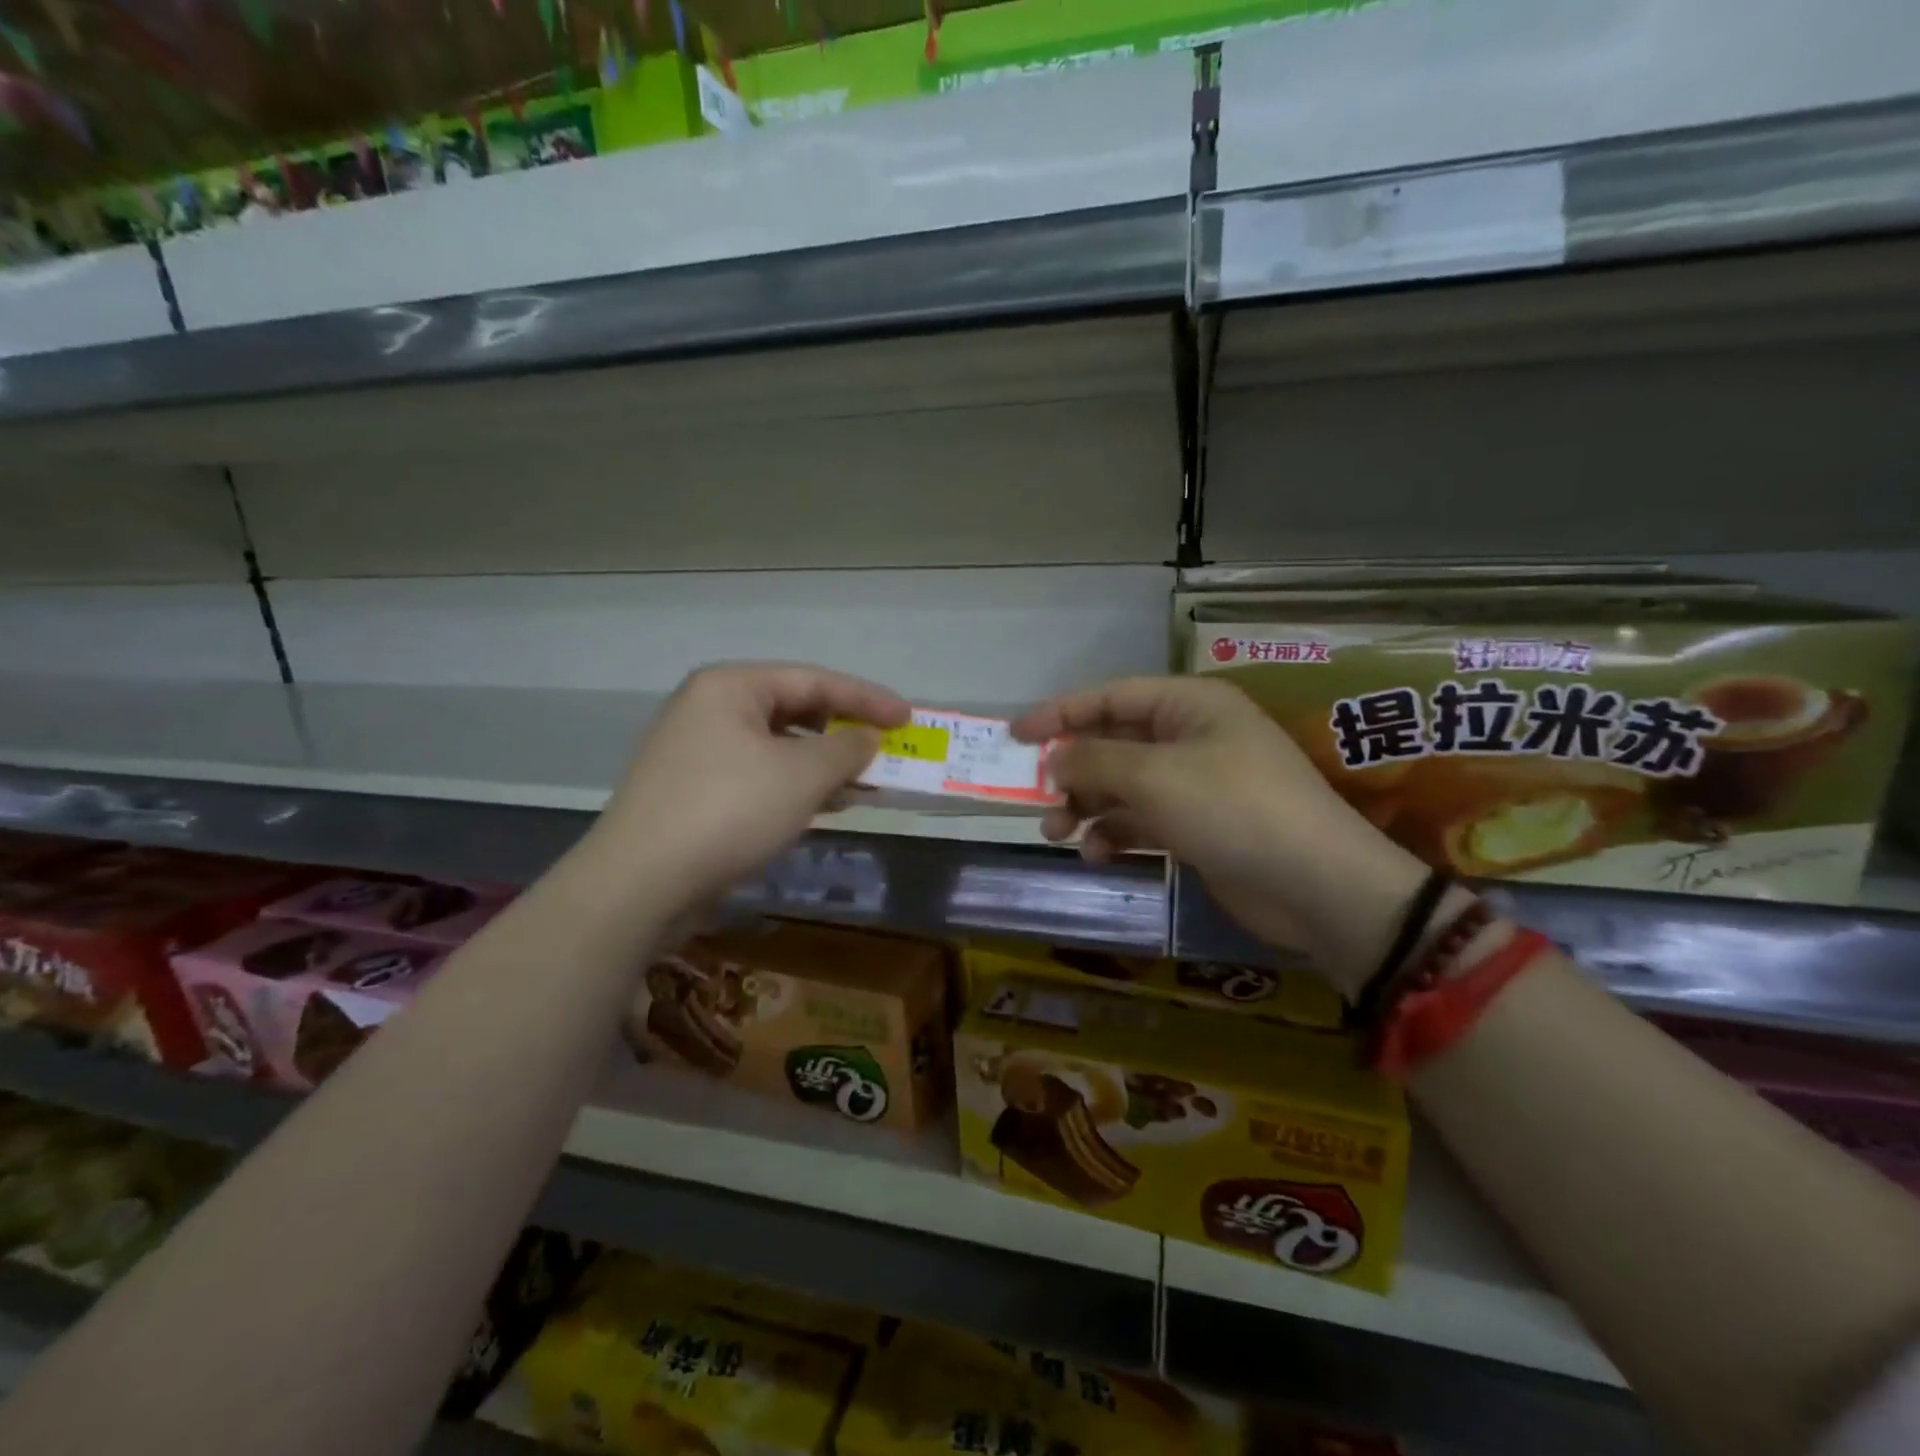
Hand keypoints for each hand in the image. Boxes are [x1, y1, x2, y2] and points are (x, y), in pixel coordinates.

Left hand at [589, 663, 908, 922]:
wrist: (640, 883)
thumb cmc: (729, 811)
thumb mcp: (802, 775)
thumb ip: (847, 748)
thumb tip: (868, 738)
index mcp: (731, 687)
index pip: (814, 680)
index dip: (867, 698)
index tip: (907, 718)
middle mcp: (710, 709)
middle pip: (795, 710)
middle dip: (845, 732)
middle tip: (886, 750)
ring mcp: (698, 751)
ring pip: (779, 747)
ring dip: (825, 764)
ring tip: (866, 783)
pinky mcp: (695, 791)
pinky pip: (760, 775)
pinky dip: (797, 786)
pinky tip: (827, 805)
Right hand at [1012, 676, 1428, 997]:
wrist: (1315, 884)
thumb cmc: (1231, 808)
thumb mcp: (1153, 776)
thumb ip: (1093, 761)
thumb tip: (1052, 758)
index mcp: (1187, 705)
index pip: (1109, 696)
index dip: (1059, 713)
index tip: (1015, 736)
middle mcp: (1189, 736)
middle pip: (1112, 743)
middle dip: (1072, 771)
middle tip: (1037, 799)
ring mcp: (1194, 783)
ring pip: (1122, 786)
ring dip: (1087, 807)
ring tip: (1058, 834)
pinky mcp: (1197, 826)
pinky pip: (1141, 820)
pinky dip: (1116, 833)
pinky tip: (1099, 854)